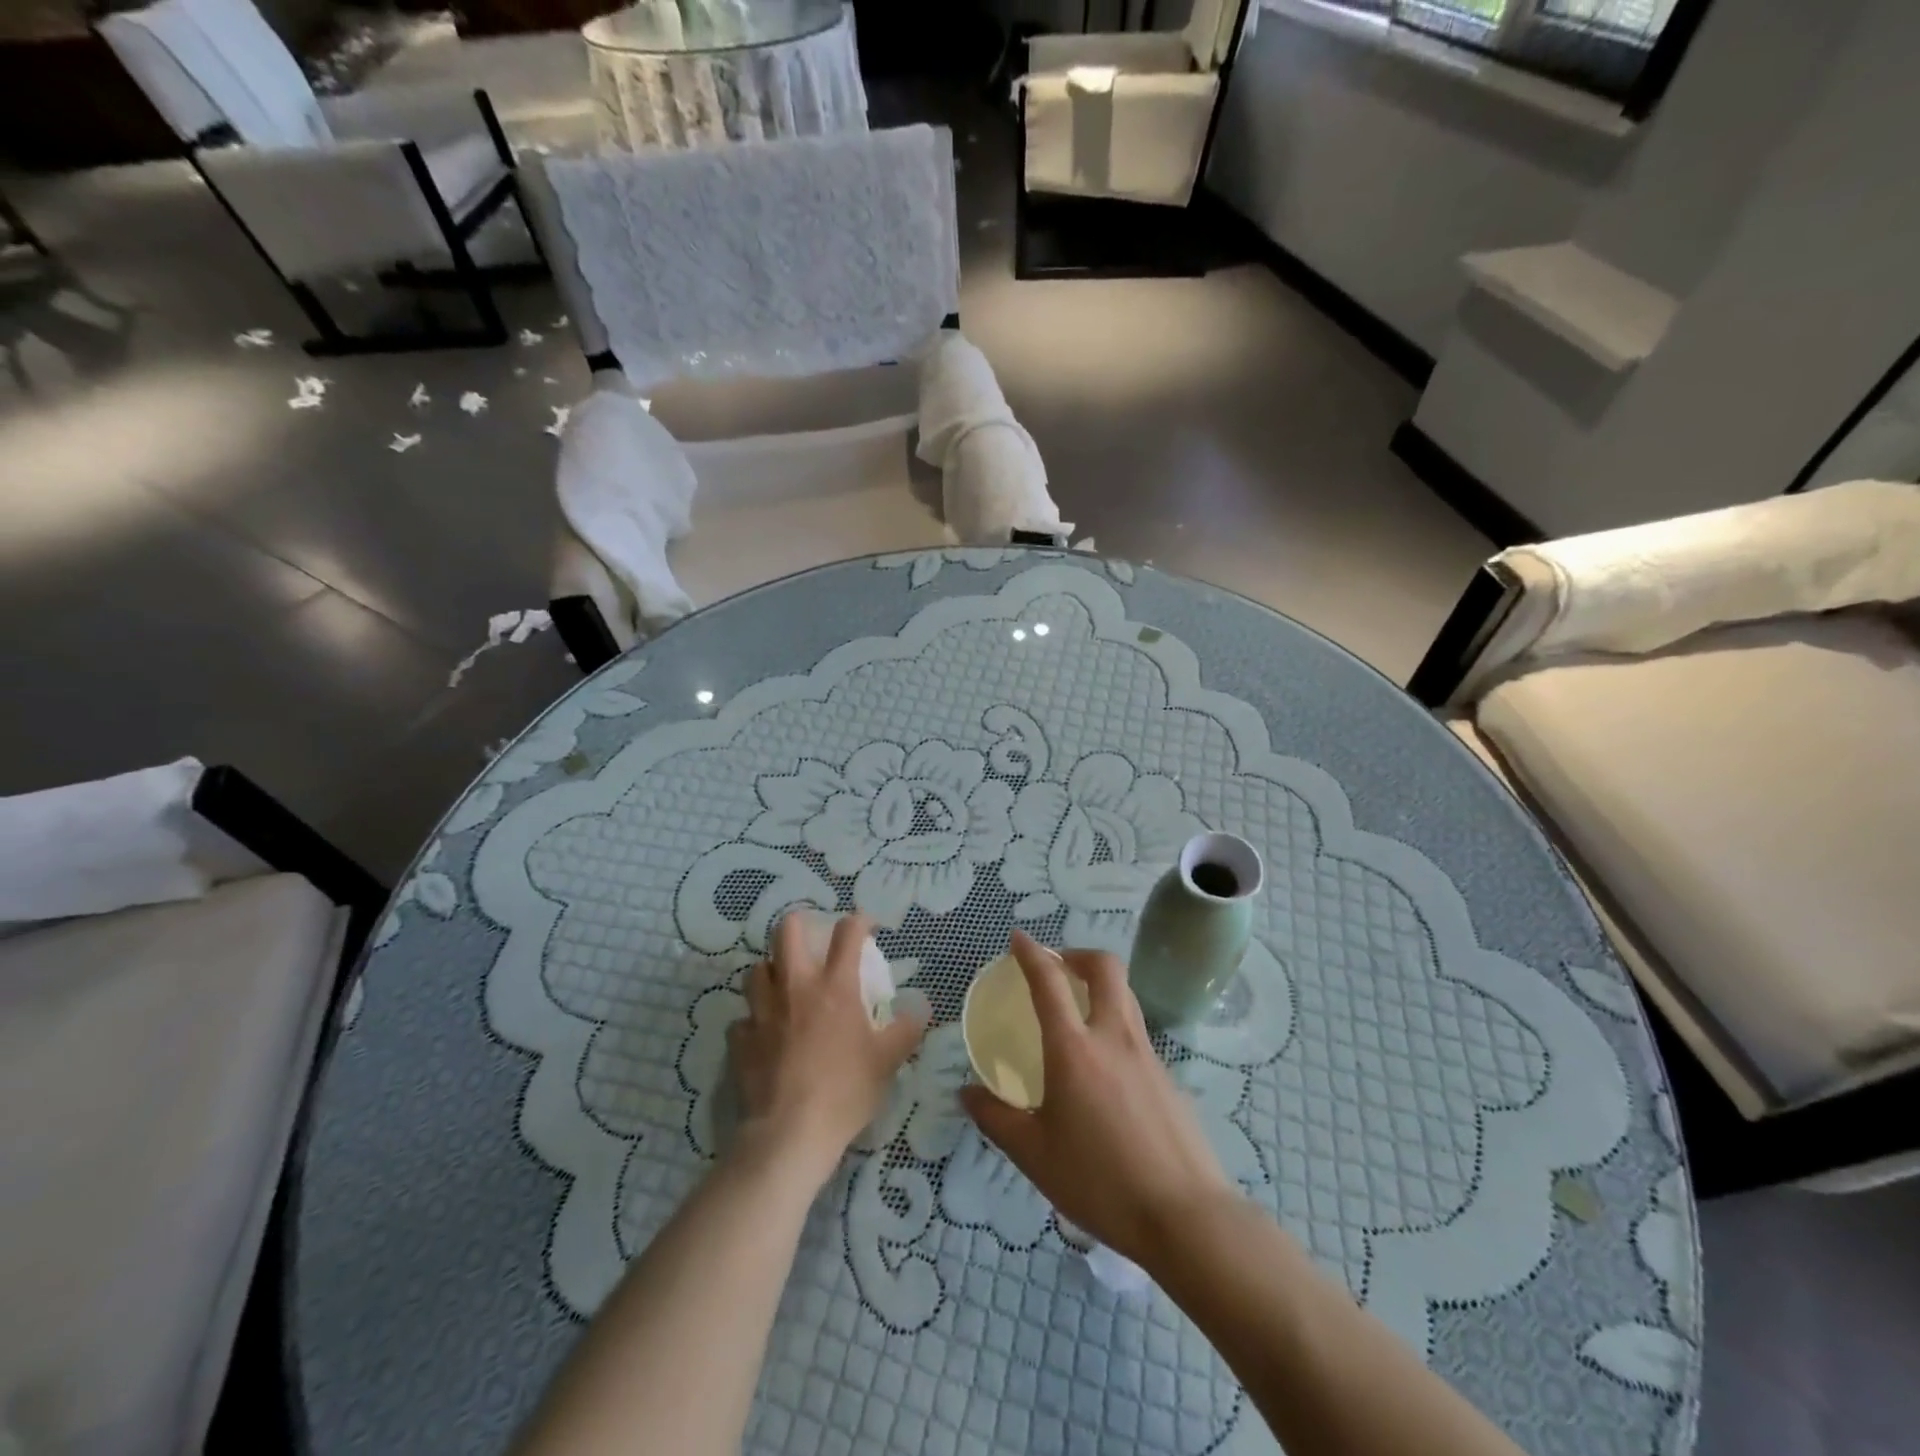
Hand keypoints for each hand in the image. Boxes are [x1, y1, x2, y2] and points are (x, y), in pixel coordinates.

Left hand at [729, 913, 924, 1185]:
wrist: (790, 1134)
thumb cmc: (845, 1091)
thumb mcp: (888, 1061)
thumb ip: (906, 1029)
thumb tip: (921, 1008)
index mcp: (834, 986)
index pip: (847, 933)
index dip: (859, 921)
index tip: (868, 927)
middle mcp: (795, 987)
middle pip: (786, 931)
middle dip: (799, 924)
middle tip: (812, 940)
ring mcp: (762, 1011)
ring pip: (756, 970)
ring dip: (770, 971)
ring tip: (783, 985)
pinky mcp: (740, 1040)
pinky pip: (742, 1019)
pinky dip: (752, 1021)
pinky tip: (762, 1034)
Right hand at [960, 931, 1235, 1268]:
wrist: (1185, 1216)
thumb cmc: (1099, 1182)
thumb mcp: (1034, 1155)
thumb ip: (996, 1119)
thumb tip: (967, 1092)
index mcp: (1074, 1048)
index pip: (1049, 981)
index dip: (1031, 953)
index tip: (1018, 938)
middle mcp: (1113, 1037)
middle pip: (1105, 968)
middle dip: (1078, 955)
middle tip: (1058, 967)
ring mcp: (1147, 1054)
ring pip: (1126, 996)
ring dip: (1101, 986)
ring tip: (1079, 1010)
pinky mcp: (1169, 1077)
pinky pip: (1137, 1034)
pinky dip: (1116, 1028)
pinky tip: (1106, 1071)